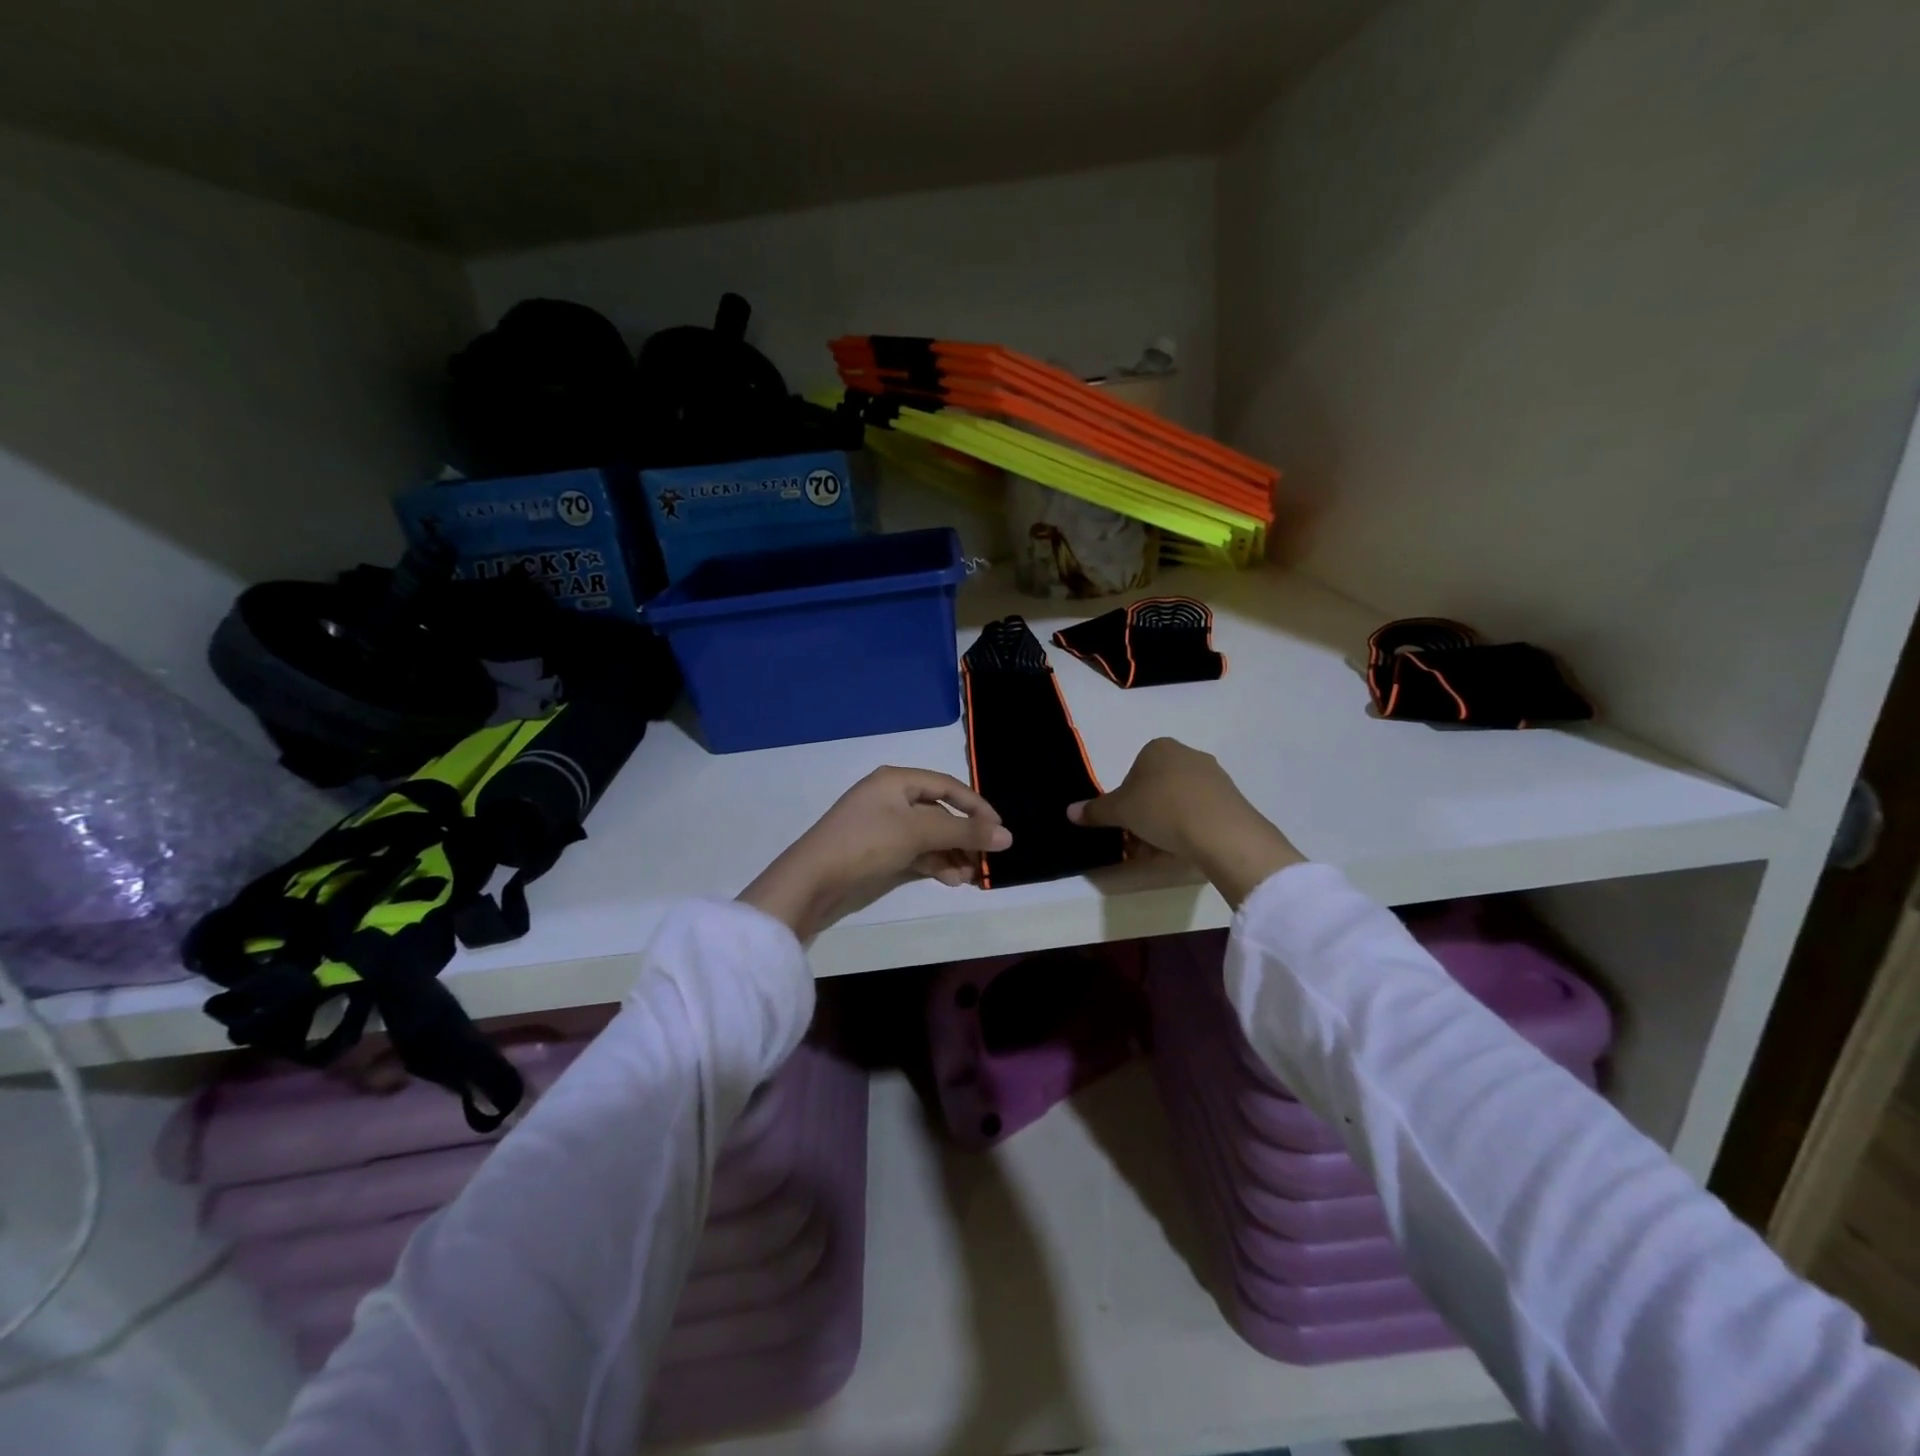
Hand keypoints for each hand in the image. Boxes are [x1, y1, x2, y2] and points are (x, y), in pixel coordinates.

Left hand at [739, 768, 1011, 938]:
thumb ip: (964, 832)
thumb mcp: (918, 833)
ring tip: (968, 877)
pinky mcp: (877, 852)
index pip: (948, 786)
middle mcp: (891, 797)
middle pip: (940, 812)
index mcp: (897, 780)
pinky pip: (915, 852)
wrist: (812, 880)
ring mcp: (883, 826)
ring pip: (929, 836)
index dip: (977, 807)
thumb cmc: (866, 843)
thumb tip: (1008, 836)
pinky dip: (934, 863)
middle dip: (964, 836)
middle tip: (985, 859)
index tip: (1000, 831)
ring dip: (952, 854)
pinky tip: (950, 880)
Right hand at [1068, 738, 1302, 905]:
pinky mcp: (1231, 799)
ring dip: (1164, 826)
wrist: (1222, 831)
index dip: (1125, 800)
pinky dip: (1188, 830)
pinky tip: (1184, 850)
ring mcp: (1213, 776)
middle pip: (1155, 789)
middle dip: (1144, 816)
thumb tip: (1069, 811)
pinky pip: (1200, 813)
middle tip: (1138, 842)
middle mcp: (1187, 754)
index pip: (1133, 773)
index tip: (1124, 823)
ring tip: (1160, 851)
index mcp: (1158, 748)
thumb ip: (1095, 811)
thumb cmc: (1162, 809)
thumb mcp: (1120, 811)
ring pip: (1177, 803)